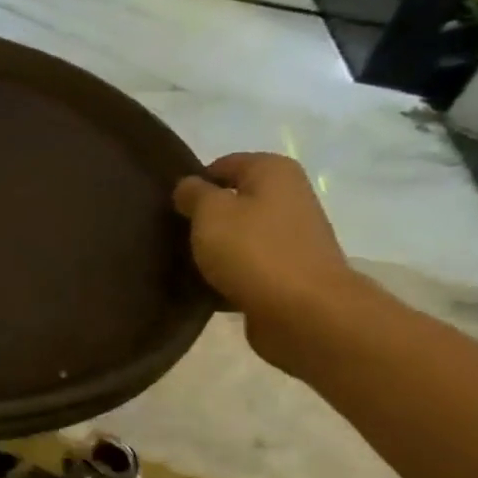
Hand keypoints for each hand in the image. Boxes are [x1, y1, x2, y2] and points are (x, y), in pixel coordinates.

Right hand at [173, 152, 364, 373]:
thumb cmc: (253, 250)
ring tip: (187, 262)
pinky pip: (249, 264)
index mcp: (274, 171)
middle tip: (174, 235)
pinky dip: (230, 271)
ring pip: (241, 233)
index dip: (194, 184)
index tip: (172, 208)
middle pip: (234, 200)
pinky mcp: (291, 271)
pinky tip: (208, 285)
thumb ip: (193, 193)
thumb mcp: (209, 212)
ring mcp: (294, 236)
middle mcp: (290, 197)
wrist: (305, 312)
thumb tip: (189, 186)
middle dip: (205, 217)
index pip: (222, 165)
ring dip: (216, 246)